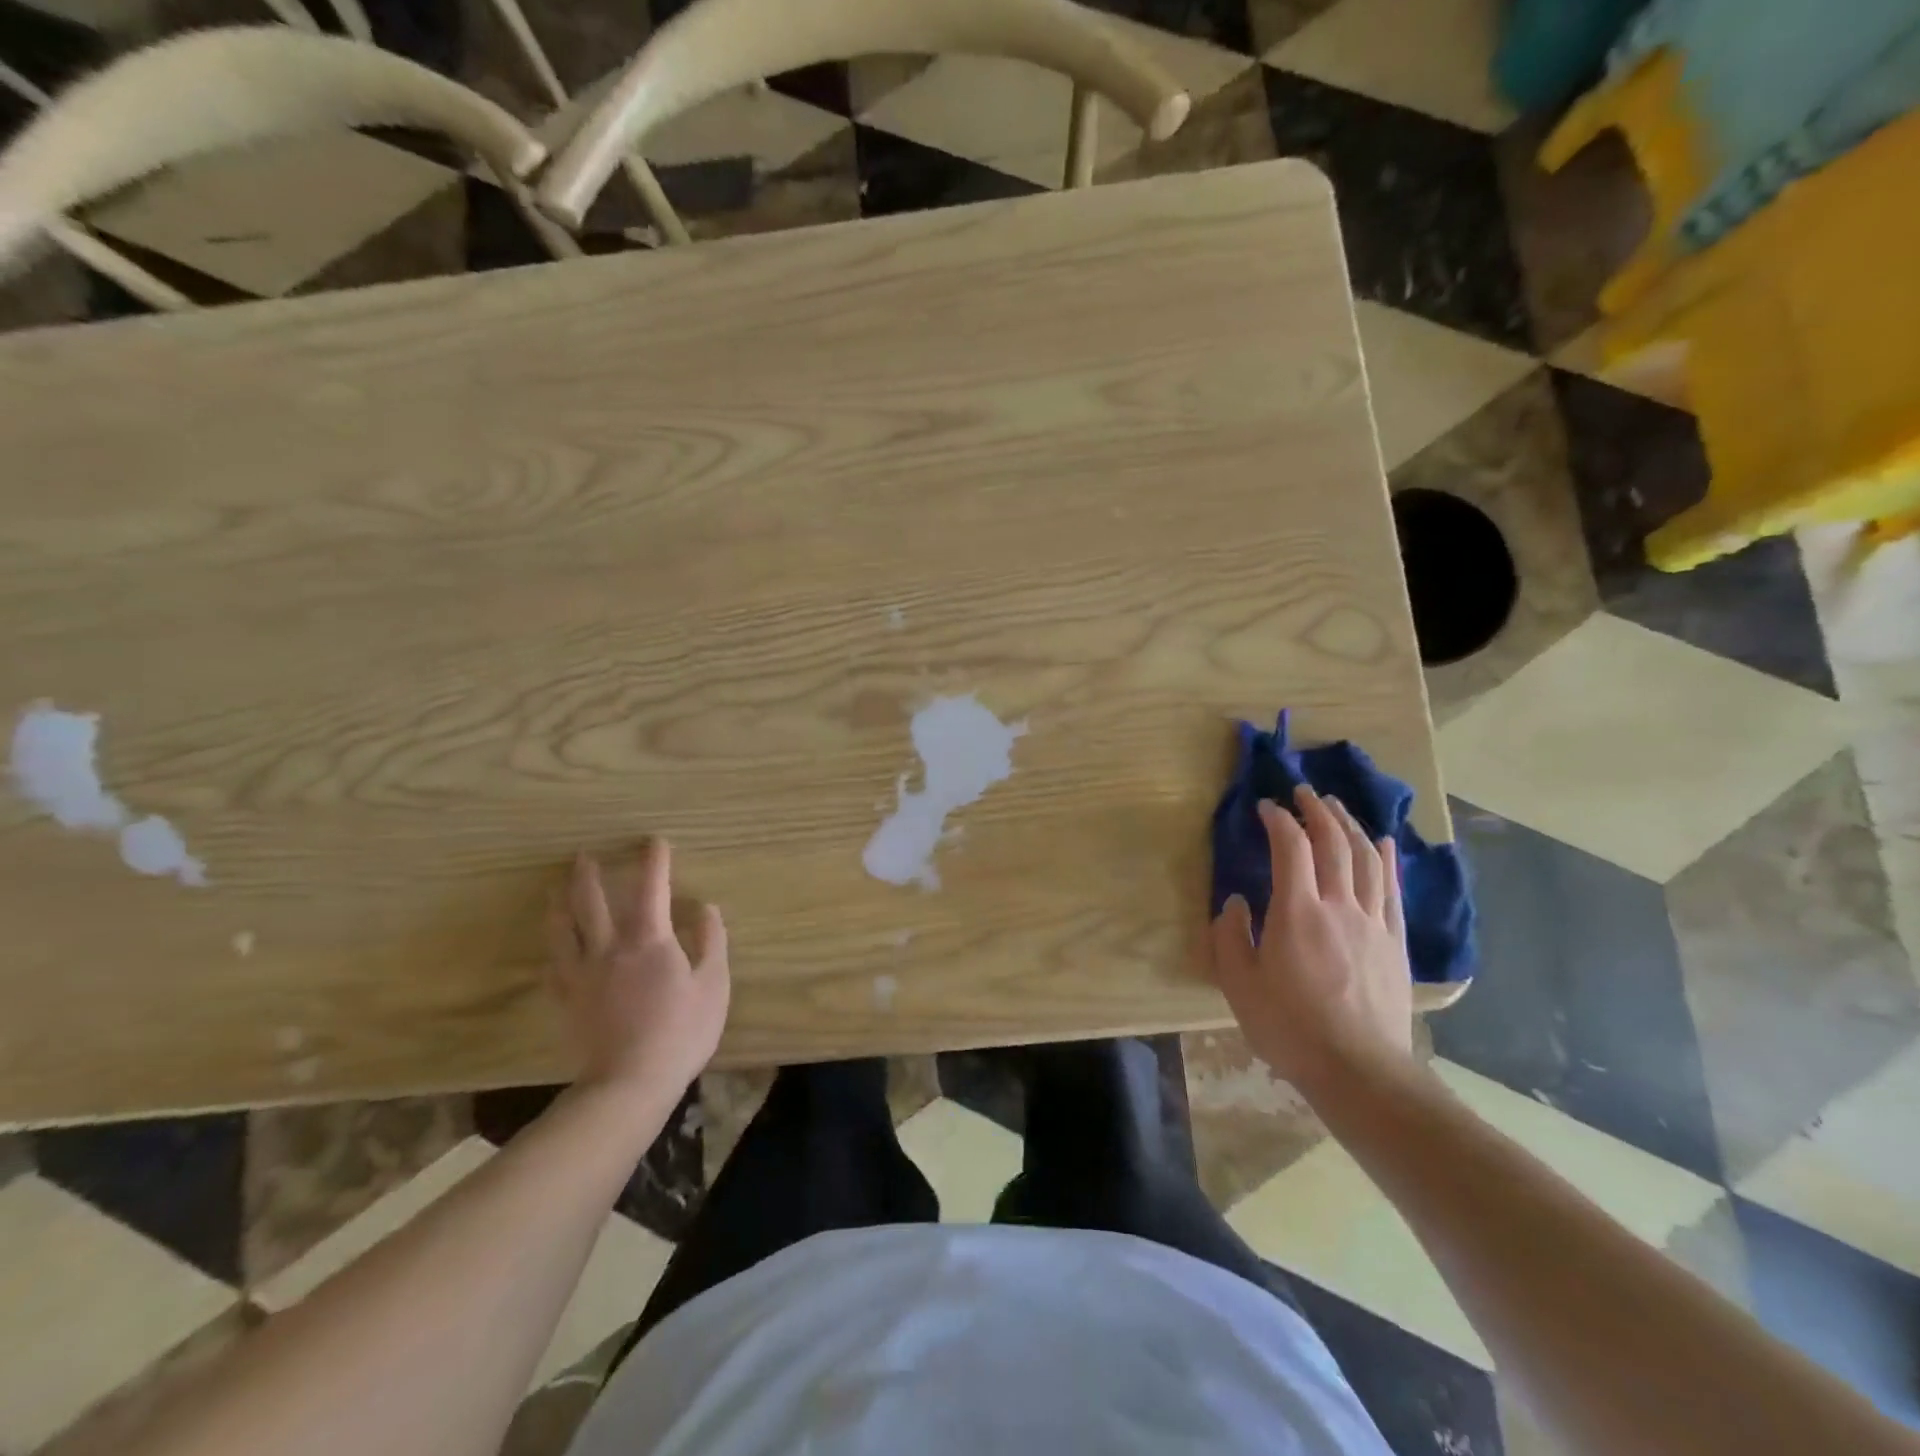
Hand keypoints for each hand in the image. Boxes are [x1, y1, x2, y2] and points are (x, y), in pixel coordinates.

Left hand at [547, 840, 730, 1099]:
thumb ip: (711, 941)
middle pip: (592, 902)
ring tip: (555, 889)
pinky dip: (553, 953)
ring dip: (559, 905)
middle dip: (589, 875)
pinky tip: (551, 951)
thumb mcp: (713, 984)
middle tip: (582, 856)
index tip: (654, 841)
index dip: (653, 861)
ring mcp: (583, 975)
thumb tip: (705, 907)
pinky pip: (553, 969)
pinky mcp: (567, 1002)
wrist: (630, 1082)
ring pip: (563, 931)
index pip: (651, 888)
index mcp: (649, 939)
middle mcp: (610, 948)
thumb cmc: (681, 1031)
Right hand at [1209, 785, 1414, 1099]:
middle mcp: (1339, 906)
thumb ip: (1230, 937)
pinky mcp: (1395, 941)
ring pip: (1367, 859)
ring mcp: (1373, 922)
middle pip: (1334, 843)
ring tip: (1336, 807)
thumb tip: (1235, 903)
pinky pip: (1394, 889)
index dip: (1278, 820)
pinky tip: (1385, 842)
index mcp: (1297, 912)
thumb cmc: (1290, 1028)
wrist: (1359, 1070)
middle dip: (1317, 811)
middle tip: (1303, 792)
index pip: (1290, 848)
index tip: (1265, 808)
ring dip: (1350, 825)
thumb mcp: (1240, 985)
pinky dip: (1388, 859)